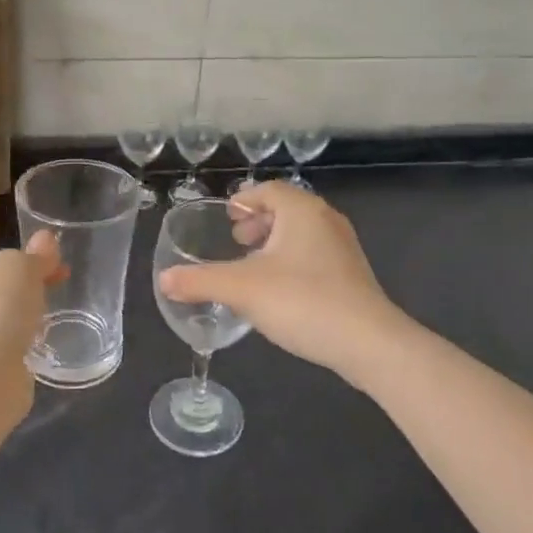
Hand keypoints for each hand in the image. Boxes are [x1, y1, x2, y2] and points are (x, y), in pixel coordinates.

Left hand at [0, 231, 62, 412]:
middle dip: (27, 292)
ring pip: (3, 324)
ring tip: (51, 324)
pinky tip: (39, 350)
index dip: (28, 261)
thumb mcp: (19, 267)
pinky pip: (8, 352)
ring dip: (24, 322)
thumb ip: (34, 255)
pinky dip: (23, 349)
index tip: (58, 268)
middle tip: (58, 292)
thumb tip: (47, 239)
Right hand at [157, 181, 409, 384]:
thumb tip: (164, 280)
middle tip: (236, 239)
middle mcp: (325, 220)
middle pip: (287, 208)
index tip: (227, 217)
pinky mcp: (352, 275)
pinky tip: (279, 290)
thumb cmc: (302, 301)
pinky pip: (314, 255)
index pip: (269, 190)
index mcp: (301, 210)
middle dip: (258, 221)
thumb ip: (200, 282)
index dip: (245, 200)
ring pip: (301, 233)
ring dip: (275, 242)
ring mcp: (343, 248)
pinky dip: (292, 261)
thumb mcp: (241, 289)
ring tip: (252, 265)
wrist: (368, 342)